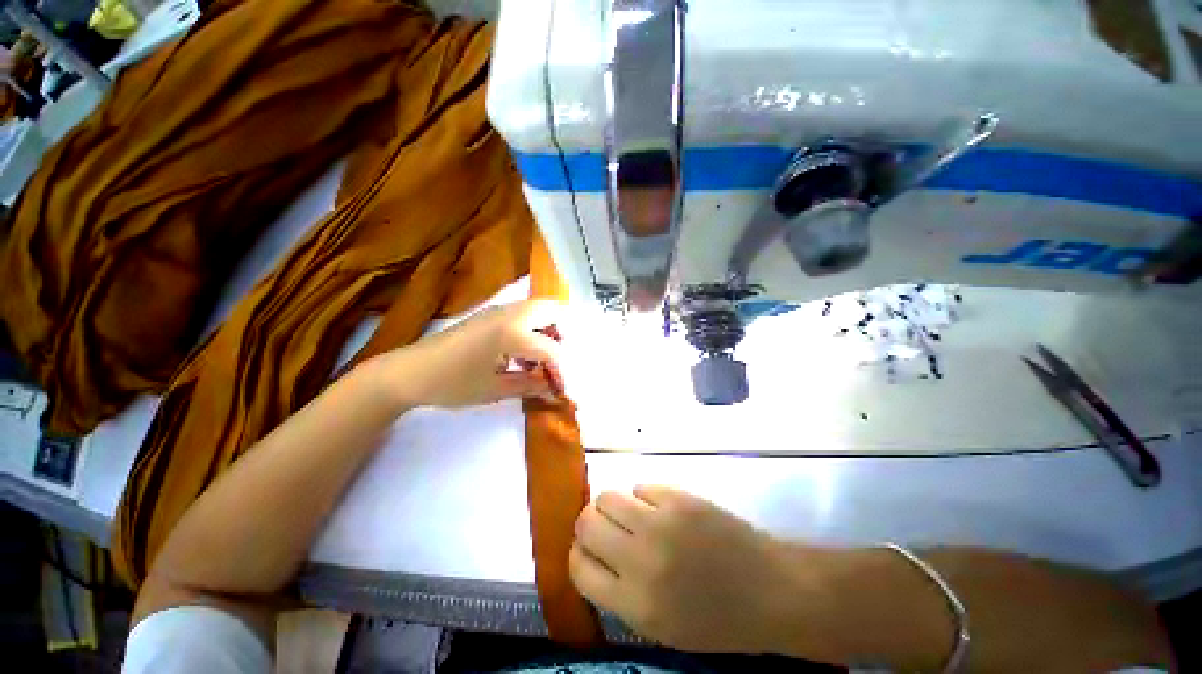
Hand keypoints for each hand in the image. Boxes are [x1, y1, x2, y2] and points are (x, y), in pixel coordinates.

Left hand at [374, 300, 564, 409]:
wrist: (409, 372)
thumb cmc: (453, 383)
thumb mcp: (495, 389)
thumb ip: (530, 385)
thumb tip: (554, 388)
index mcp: (513, 332)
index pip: (551, 349)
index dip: (559, 370)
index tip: (558, 387)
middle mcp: (510, 314)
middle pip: (551, 310)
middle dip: (560, 335)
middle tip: (553, 360)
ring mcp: (498, 311)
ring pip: (537, 309)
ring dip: (545, 330)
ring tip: (537, 359)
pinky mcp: (489, 314)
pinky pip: (522, 314)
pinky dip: (531, 329)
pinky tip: (518, 355)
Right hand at [570, 486, 800, 653]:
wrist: (771, 591)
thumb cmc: (718, 620)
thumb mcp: (661, 628)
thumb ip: (620, 594)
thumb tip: (592, 555)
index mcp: (634, 604)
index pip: (578, 568)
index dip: (579, 555)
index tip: (589, 550)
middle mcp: (640, 560)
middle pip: (586, 523)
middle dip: (590, 524)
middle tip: (608, 528)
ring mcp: (661, 523)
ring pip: (607, 496)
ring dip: (614, 505)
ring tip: (632, 515)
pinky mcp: (679, 498)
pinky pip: (641, 487)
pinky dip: (644, 497)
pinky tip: (661, 509)